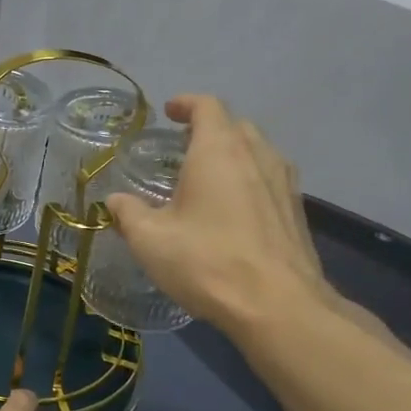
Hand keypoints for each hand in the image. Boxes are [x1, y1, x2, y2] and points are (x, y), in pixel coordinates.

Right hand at [106, 95, 386, 343]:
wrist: (278, 306)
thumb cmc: (207, 262)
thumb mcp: (150, 240)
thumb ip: (128, 213)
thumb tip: (114, 201)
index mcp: (218, 151)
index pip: (207, 106)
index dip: (186, 103)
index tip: (169, 112)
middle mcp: (256, 156)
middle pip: (235, 125)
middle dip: (209, 128)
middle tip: (183, 147)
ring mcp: (283, 183)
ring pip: (258, 151)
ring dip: (233, 153)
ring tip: (208, 176)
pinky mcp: (296, 212)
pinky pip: (270, 179)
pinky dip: (249, 179)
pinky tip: (234, 208)